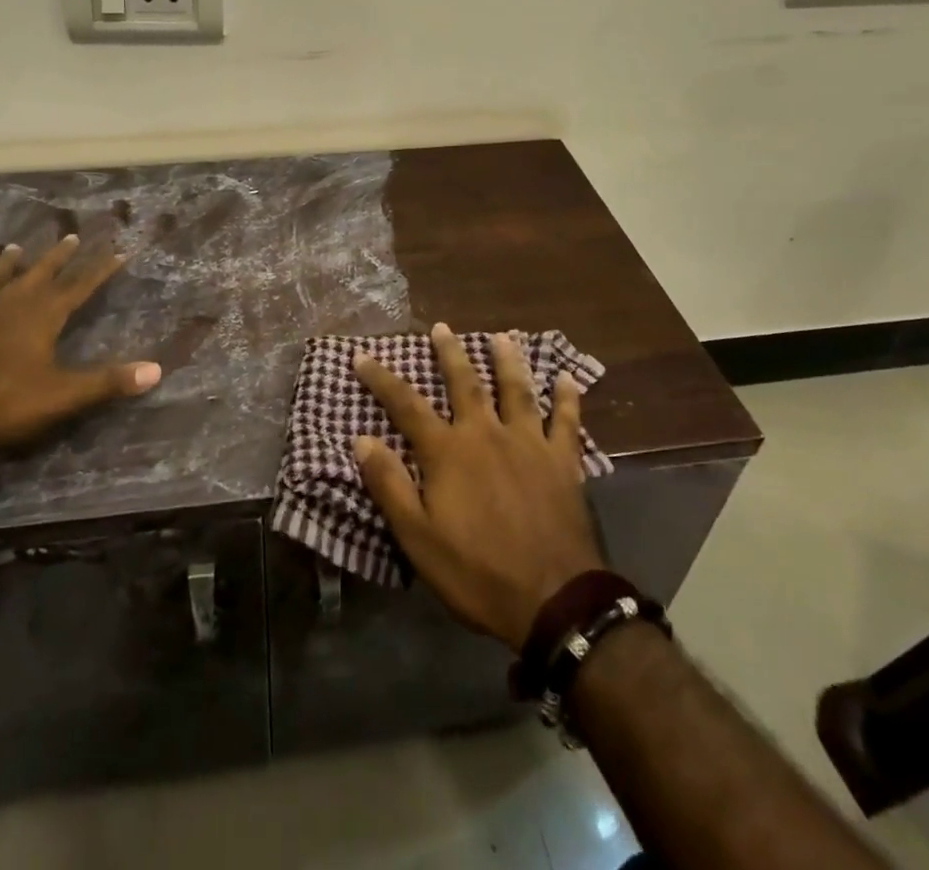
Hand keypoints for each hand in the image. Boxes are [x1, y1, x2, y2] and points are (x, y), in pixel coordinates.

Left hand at [0, 234, 161, 449]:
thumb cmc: (0, 399)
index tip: (119, 251)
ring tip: (13, 248)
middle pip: (39, 274)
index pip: (79, 286)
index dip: (100, 270)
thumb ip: (107, 382)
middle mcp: (10, 305)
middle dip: (58, 257)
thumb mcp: (62, 395)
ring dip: (5, 266)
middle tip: (70, 236)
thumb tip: (156, 371)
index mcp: (42, 315)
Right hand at [353, 323, 605, 650]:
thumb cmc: (477, 572)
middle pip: (465, 383)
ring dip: (508, 361)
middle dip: (450, 353)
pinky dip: (567, 398)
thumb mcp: (418, 537)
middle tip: (442, 327)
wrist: (553, 600)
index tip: (362, 356)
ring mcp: (529, 444)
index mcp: (448, 452)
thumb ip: (390, 485)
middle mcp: (487, 434)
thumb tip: (362, 439)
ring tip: (503, 337)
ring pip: (517, 390)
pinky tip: (567, 378)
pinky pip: (566, 421)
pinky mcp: (563, 462)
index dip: (382, 379)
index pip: (406, 406)